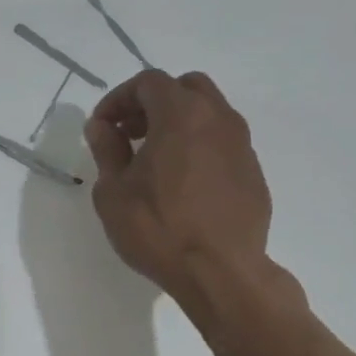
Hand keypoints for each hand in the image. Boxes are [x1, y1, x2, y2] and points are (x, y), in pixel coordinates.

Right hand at [82, 70, 274, 305]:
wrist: (221, 272)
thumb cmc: (158, 229)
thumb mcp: (114, 192)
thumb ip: (107, 150)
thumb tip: (102, 127)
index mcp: (181, 114)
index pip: (148, 82)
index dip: (119, 99)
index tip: (102, 127)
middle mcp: (218, 118)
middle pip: (185, 88)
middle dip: (153, 103)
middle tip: (130, 133)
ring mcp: (242, 145)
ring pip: (209, 113)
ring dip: (179, 124)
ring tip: (155, 159)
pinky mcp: (253, 172)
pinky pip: (222, 144)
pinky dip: (199, 147)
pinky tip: (183, 183)